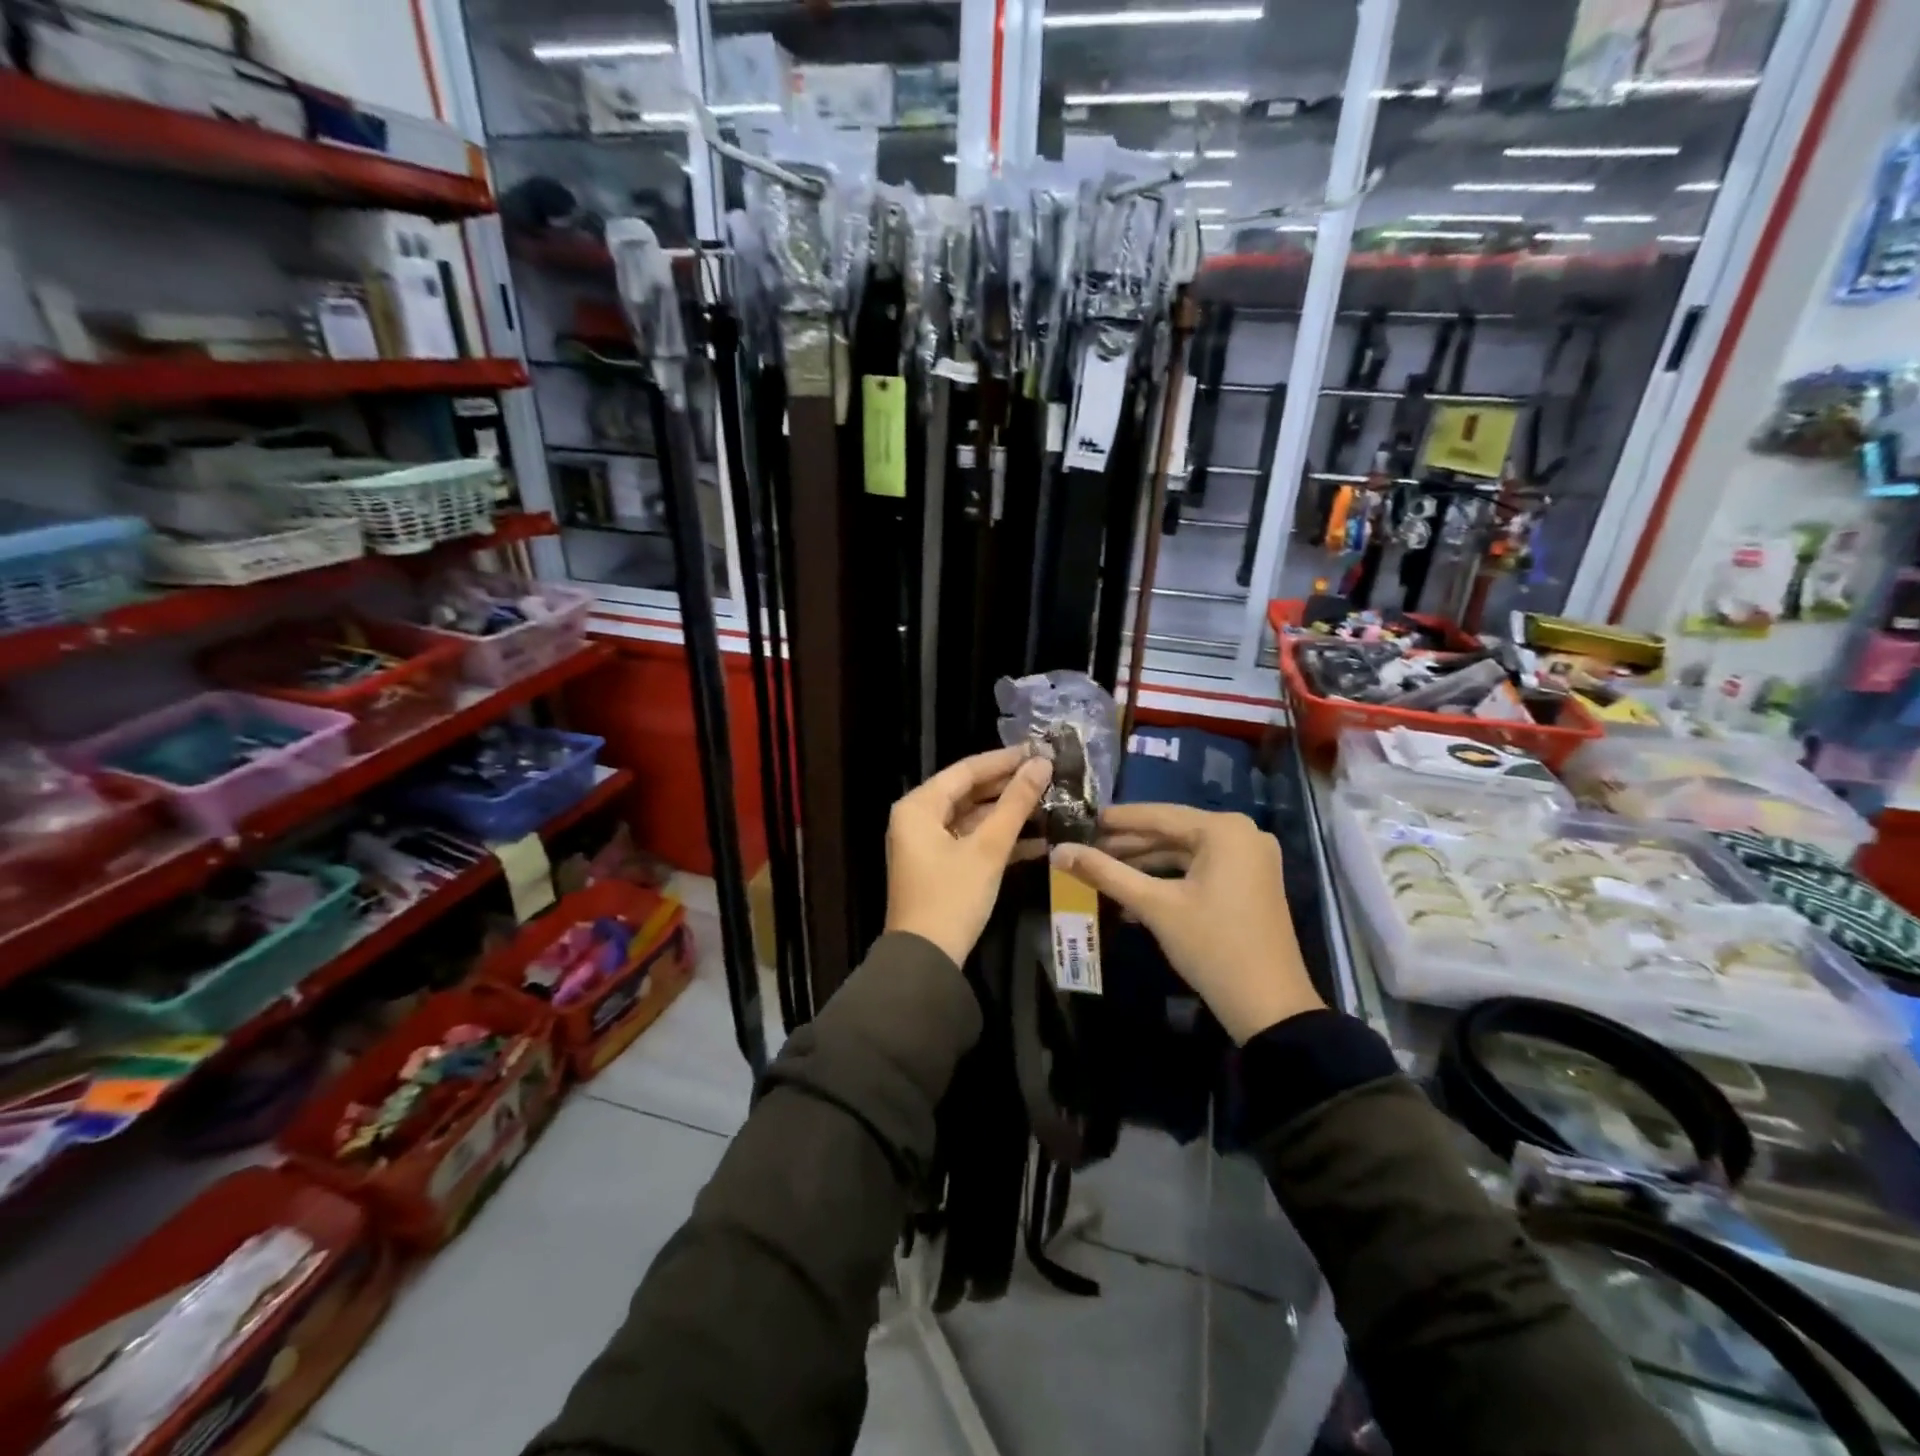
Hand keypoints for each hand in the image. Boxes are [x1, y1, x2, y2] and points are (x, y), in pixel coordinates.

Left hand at [885, 746, 1051, 966]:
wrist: (926, 959)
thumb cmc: (952, 896)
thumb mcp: (987, 848)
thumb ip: (1015, 804)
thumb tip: (1041, 765)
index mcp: (919, 806)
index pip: (966, 770)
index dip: (1004, 760)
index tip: (1039, 751)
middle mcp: (918, 818)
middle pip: (968, 792)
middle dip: (1008, 786)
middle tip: (1048, 775)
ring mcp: (927, 844)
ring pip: (973, 818)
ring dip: (1008, 814)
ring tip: (1049, 803)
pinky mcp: (940, 866)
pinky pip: (971, 841)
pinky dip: (999, 840)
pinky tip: (1038, 841)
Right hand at [1052, 804, 1323, 1043]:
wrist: (1269, 1006)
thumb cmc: (1212, 946)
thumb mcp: (1155, 906)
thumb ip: (1106, 873)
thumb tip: (1058, 852)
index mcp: (1225, 830)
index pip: (1159, 815)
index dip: (1118, 819)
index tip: (1083, 819)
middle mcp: (1243, 834)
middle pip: (1173, 831)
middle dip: (1130, 843)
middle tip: (1087, 848)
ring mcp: (1251, 859)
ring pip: (1186, 851)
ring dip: (1146, 862)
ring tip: (1104, 869)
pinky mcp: (1250, 882)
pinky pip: (1201, 868)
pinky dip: (1169, 877)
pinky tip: (1135, 891)